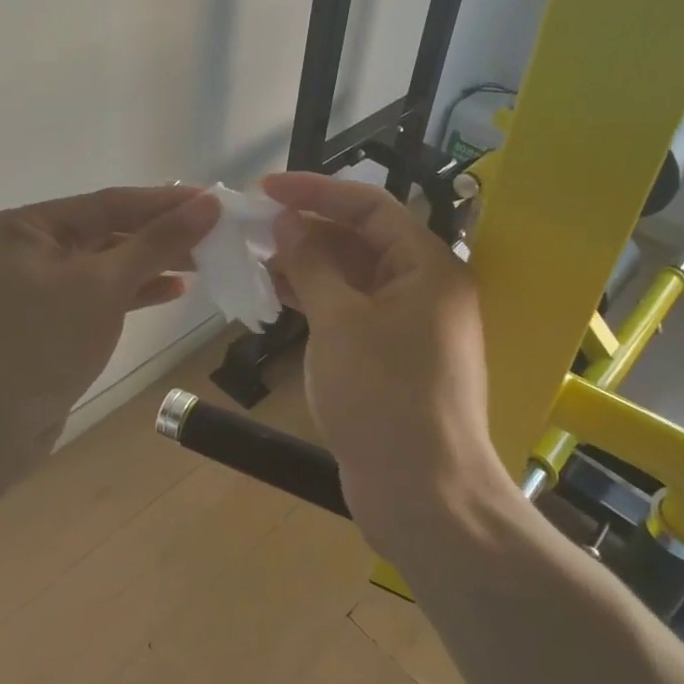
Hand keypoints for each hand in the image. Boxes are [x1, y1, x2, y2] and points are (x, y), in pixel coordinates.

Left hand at [0, 185, 219, 481]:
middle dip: (162, 234)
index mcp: (30, 225)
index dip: (165, 202)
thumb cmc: (41, 343)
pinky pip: (102, 294)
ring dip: (154, 263)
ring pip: (109, 264)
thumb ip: (157, 243)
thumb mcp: (103, 286)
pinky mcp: (53, 321)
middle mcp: (32, 248)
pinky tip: (174, 290)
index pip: (110, 203)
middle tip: (216, 235)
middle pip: (110, 230)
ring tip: (204, 262)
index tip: (215, 200)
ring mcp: (41, 286)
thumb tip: (208, 204)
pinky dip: (136, 292)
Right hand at [261, 173, 511, 554]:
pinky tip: (278, 298)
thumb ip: (312, 263)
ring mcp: (410, 326)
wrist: (424, 493)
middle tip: (255, 229)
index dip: (317, 191)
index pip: (371, 207)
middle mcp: (425, 288)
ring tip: (257, 260)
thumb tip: (288, 221)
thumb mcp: (340, 321)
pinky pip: (352, 312)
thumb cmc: (384, 394)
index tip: (266, 190)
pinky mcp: (393, 358)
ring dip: (309, 266)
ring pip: (354, 278)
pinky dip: (318, 302)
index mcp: (429, 266)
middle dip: (309, 230)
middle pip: (363, 240)